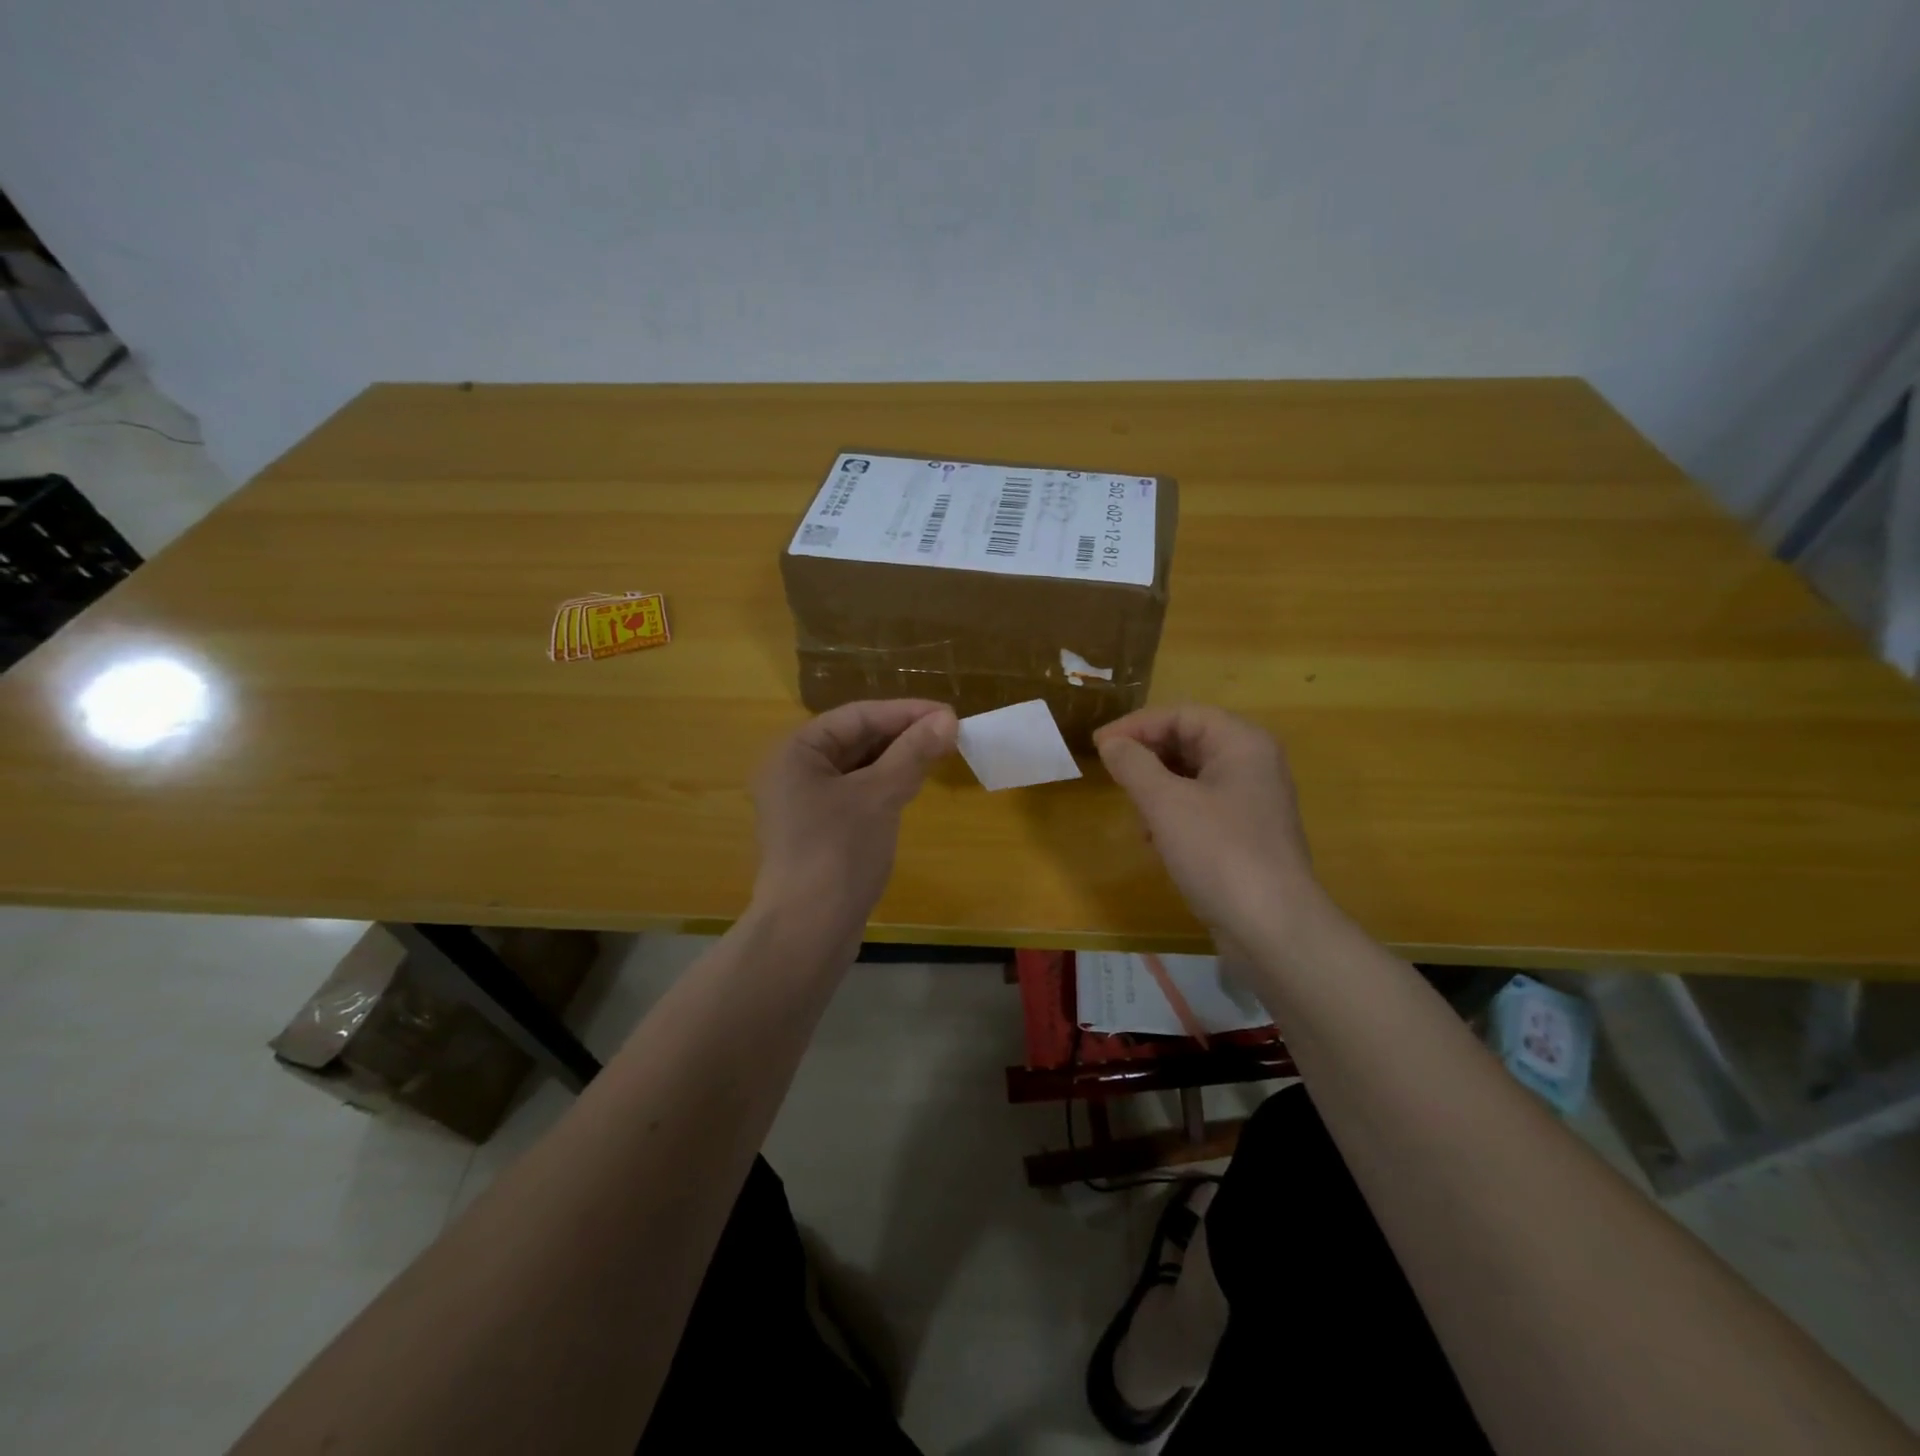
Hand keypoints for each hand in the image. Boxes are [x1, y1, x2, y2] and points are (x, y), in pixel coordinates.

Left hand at [749, 699, 956, 952]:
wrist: (807, 932)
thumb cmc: (838, 852)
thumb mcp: (879, 796)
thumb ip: (913, 753)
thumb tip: (948, 719)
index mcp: (796, 752)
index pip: (856, 716)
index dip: (904, 712)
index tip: (949, 714)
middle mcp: (794, 772)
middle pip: (854, 739)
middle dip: (902, 735)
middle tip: (949, 735)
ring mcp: (804, 805)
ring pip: (857, 769)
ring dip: (896, 760)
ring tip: (938, 756)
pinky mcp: (818, 833)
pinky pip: (855, 795)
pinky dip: (883, 787)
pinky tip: (911, 788)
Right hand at [1094, 706, 1325, 946]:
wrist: (1273, 928)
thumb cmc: (1219, 853)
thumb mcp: (1166, 804)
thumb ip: (1133, 765)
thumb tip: (1111, 743)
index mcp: (1242, 743)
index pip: (1182, 714)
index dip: (1136, 725)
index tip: (1099, 745)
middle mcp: (1253, 763)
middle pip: (1190, 740)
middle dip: (1147, 754)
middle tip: (1110, 772)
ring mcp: (1253, 800)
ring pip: (1193, 775)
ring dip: (1156, 785)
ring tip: (1131, 806)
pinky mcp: (1247, 833)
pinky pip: (1202, 805)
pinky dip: (1173, 812)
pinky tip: (1153, 838)